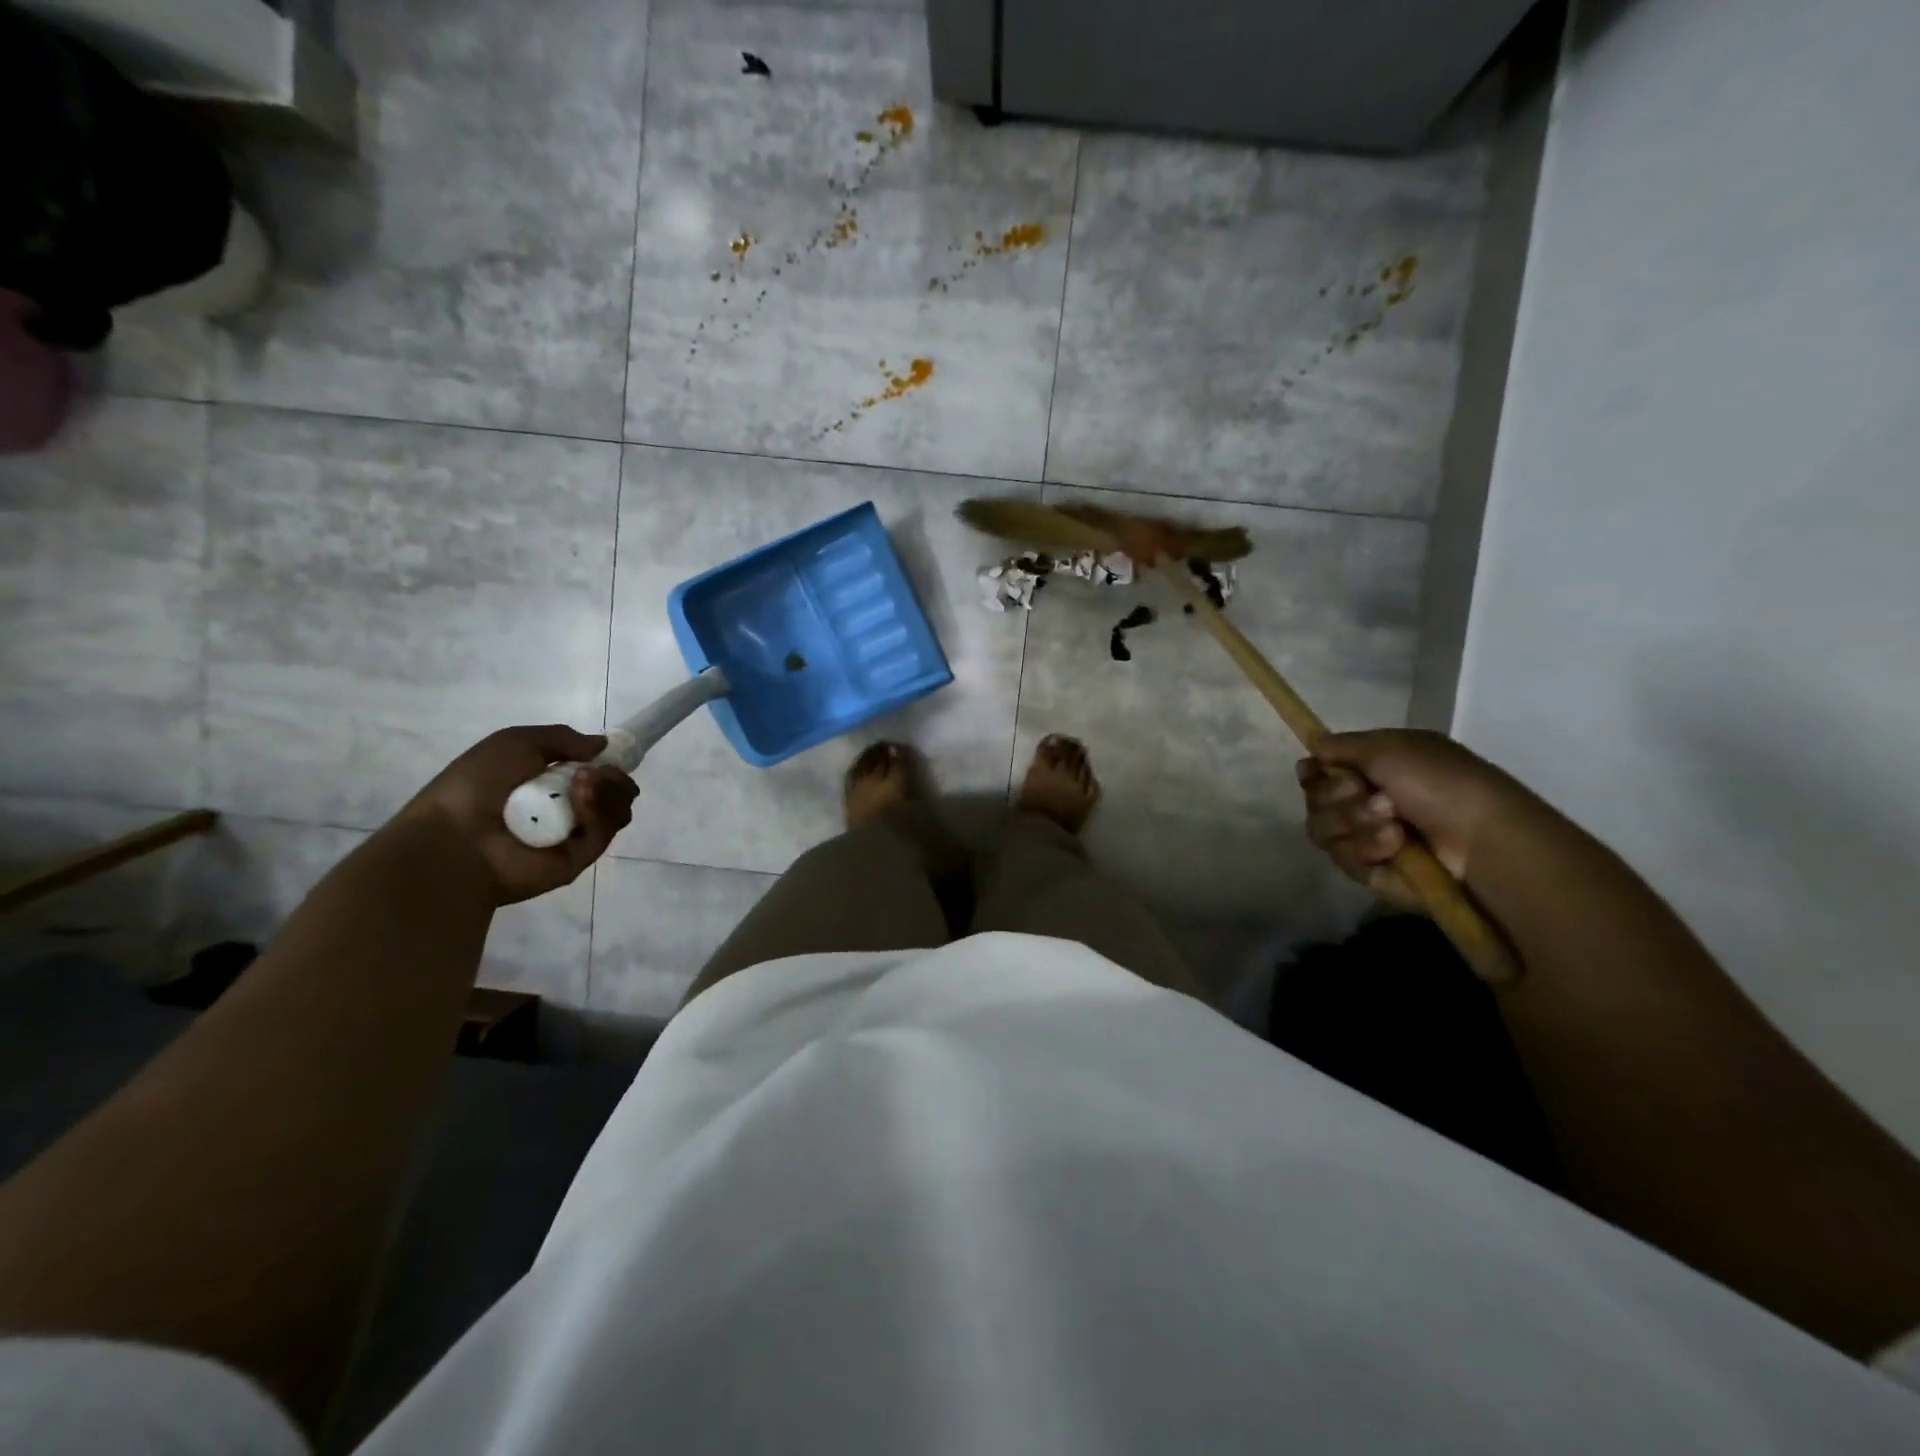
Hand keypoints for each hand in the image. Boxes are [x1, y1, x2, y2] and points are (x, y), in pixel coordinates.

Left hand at [394, 725, 637, 905]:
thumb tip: (603, 746)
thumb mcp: (515, 742)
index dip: (610, 763)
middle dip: (614, 777)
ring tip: (585, 782)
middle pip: (615, 792)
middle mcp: (566, 809)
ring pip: (616, 811)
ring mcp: (574, 835)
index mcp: (550, 783)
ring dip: (609, 790)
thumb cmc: (476, 785)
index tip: (613, 755)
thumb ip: (562, 738)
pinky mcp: (579, 858)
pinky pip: (603, 833)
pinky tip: (581, 798)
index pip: (598, 773)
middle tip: (598, 772)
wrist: (454, 838)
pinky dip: (597, 812)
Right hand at [1297, 729, 1522, 913]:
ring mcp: (1365, 837)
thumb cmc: (1440, 783)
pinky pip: (1342, 858)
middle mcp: (1364, 801)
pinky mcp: (1369, 870)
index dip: (1313, 772)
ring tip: (1393, 825)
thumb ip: (1341, 745)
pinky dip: (1368, 849)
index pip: (1319, 770)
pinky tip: (1397, 848)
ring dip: (1356, 822)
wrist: (1479, 840)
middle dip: (1338, 796)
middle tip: (1371, 795)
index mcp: (1373, 768)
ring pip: (1322, 828)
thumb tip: (1313, 746)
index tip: (1314, 772)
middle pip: (1315, 799)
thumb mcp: (1390, 747)